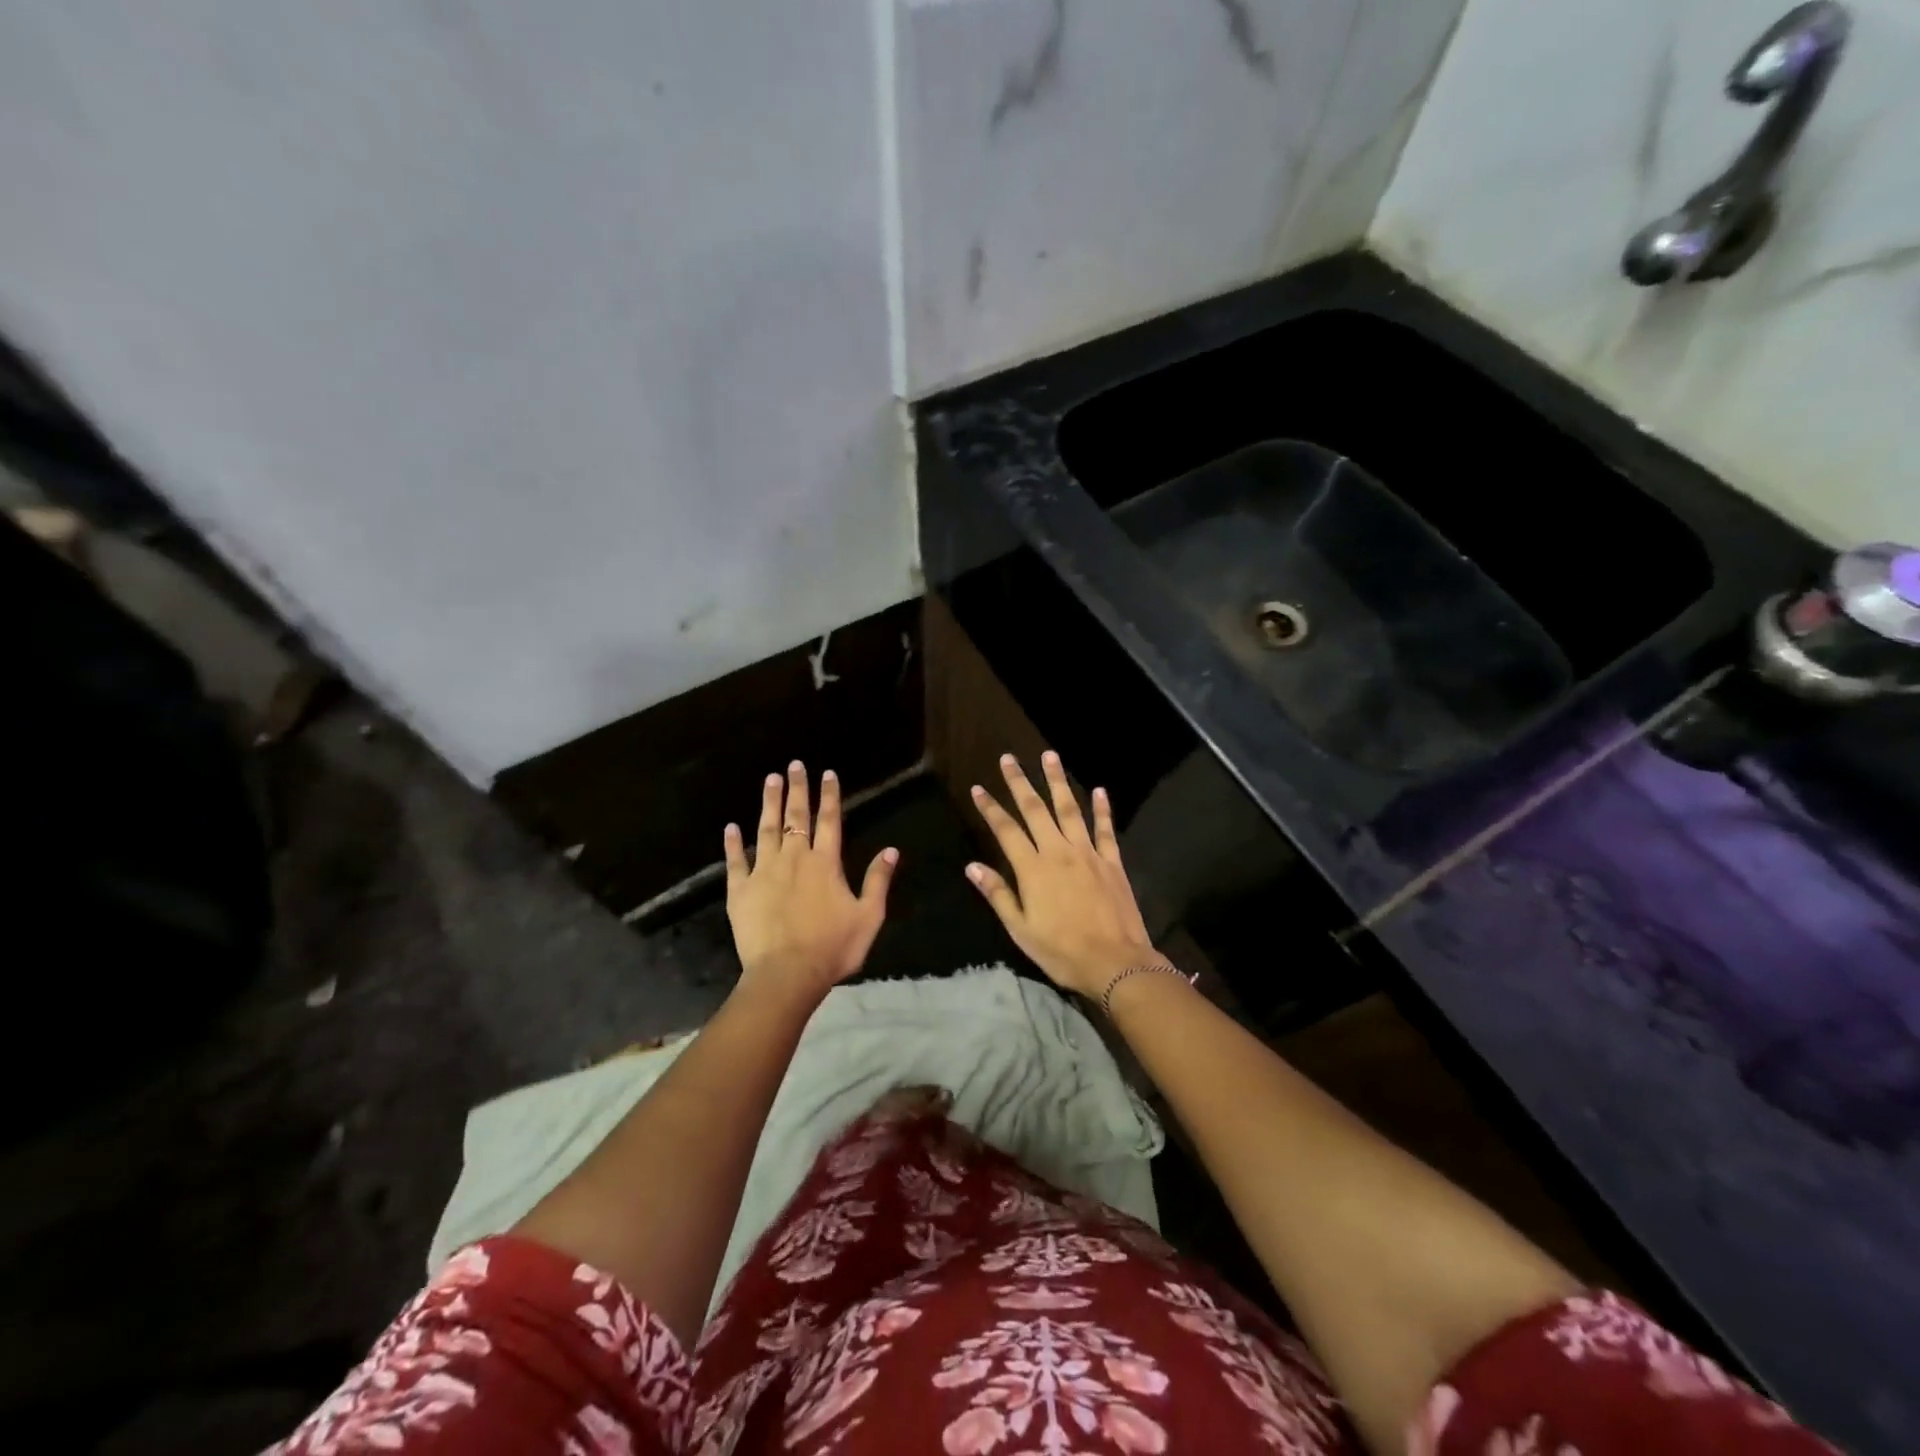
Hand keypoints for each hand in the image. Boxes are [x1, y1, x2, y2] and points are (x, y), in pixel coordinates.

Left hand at [724, 761, 897, 1003]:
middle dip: (798, 789)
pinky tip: (730, 827)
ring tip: (770, 780)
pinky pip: (735, 861)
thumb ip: (878, 881)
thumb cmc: (832, 947)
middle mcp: (794, 859)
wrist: (786, 974)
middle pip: (796, 817)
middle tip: (794, 765)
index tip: (827, 773)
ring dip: (769, 803)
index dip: (829, 796)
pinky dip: (732, 843)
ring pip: (766, 829)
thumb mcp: (868, 916)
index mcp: (826, 863)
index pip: (829, 821)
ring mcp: (764, 872)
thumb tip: (890, 849)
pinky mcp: (740, 890)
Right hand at [965, 751, 1160, 997]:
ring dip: (1058, 781)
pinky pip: (1105, 829)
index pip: (1006, 830)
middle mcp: (1059, 852)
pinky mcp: (1112, 862)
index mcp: (1033, 869)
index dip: (990, 808)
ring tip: (1050, 756)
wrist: (1115, 962)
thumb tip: (972, 867)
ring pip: (1070, 809)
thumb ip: (998, 894)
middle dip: (1020, 782)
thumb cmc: (1062, 951)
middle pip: (1036, 810)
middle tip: (1009, 758)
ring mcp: (1088, 853)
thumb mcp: (1021, 929)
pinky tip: (1100, 790)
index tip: (978, 788)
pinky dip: (1102, 809)